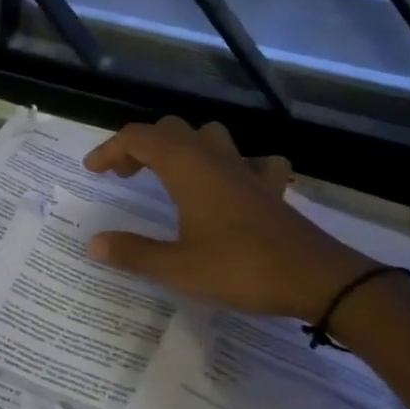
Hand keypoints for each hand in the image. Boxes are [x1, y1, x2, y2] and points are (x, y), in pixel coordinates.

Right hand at [83, 116, 376, 320]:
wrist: (317, 278)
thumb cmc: (241, 268)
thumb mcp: (178, 267)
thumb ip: (133, 253)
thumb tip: (94, 242)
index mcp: (186, 167)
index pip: (138, 138)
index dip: (110, 149)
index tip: (92, 172)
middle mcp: (214, 158)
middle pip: (170, 130)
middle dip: (141, 146)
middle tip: (124, 176)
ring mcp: (246, 169)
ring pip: (209, 136)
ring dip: (183, 146)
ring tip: (170, 173)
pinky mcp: (271, 187)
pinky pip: (251, 162)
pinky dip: (234, 165)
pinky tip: (232, 185)